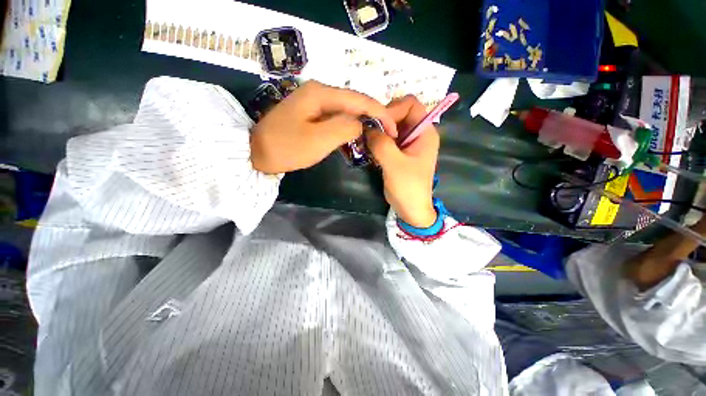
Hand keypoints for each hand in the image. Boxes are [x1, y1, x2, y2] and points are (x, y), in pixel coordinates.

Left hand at [251, 80, 396, 173]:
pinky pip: (336, 116)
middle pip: (354, 102)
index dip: (380, 113)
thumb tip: (361, 124)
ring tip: (376, 133)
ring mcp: (314, 102)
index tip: (394, 129)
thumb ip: (345, 128)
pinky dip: (349, 125)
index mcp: (321, 93)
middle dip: (374, 116)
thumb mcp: (319, 140)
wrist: (256, 153)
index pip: (360, 100)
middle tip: (388, 132)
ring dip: (362, 121)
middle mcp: (319, 91)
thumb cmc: (286, 148)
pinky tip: (355, 134)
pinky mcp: (311, 113)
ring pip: (346, 109)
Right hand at [366, 95, 439, 227]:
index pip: (411, 104)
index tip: (379, 125)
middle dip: (382, 121)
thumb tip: (366, 126)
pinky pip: (386, 139)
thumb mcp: (394, 164)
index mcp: (424, 132)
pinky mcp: (399, 152)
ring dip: (377, 132)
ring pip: (390, 127)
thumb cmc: (408, 187)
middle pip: (399, 113)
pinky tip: (370, 151)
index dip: (393, 109)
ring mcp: (407, 143)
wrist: (411, 209)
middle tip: (368, 134)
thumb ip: (380, 143)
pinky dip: (377, 141)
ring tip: (367, 143)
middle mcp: (417, 134)